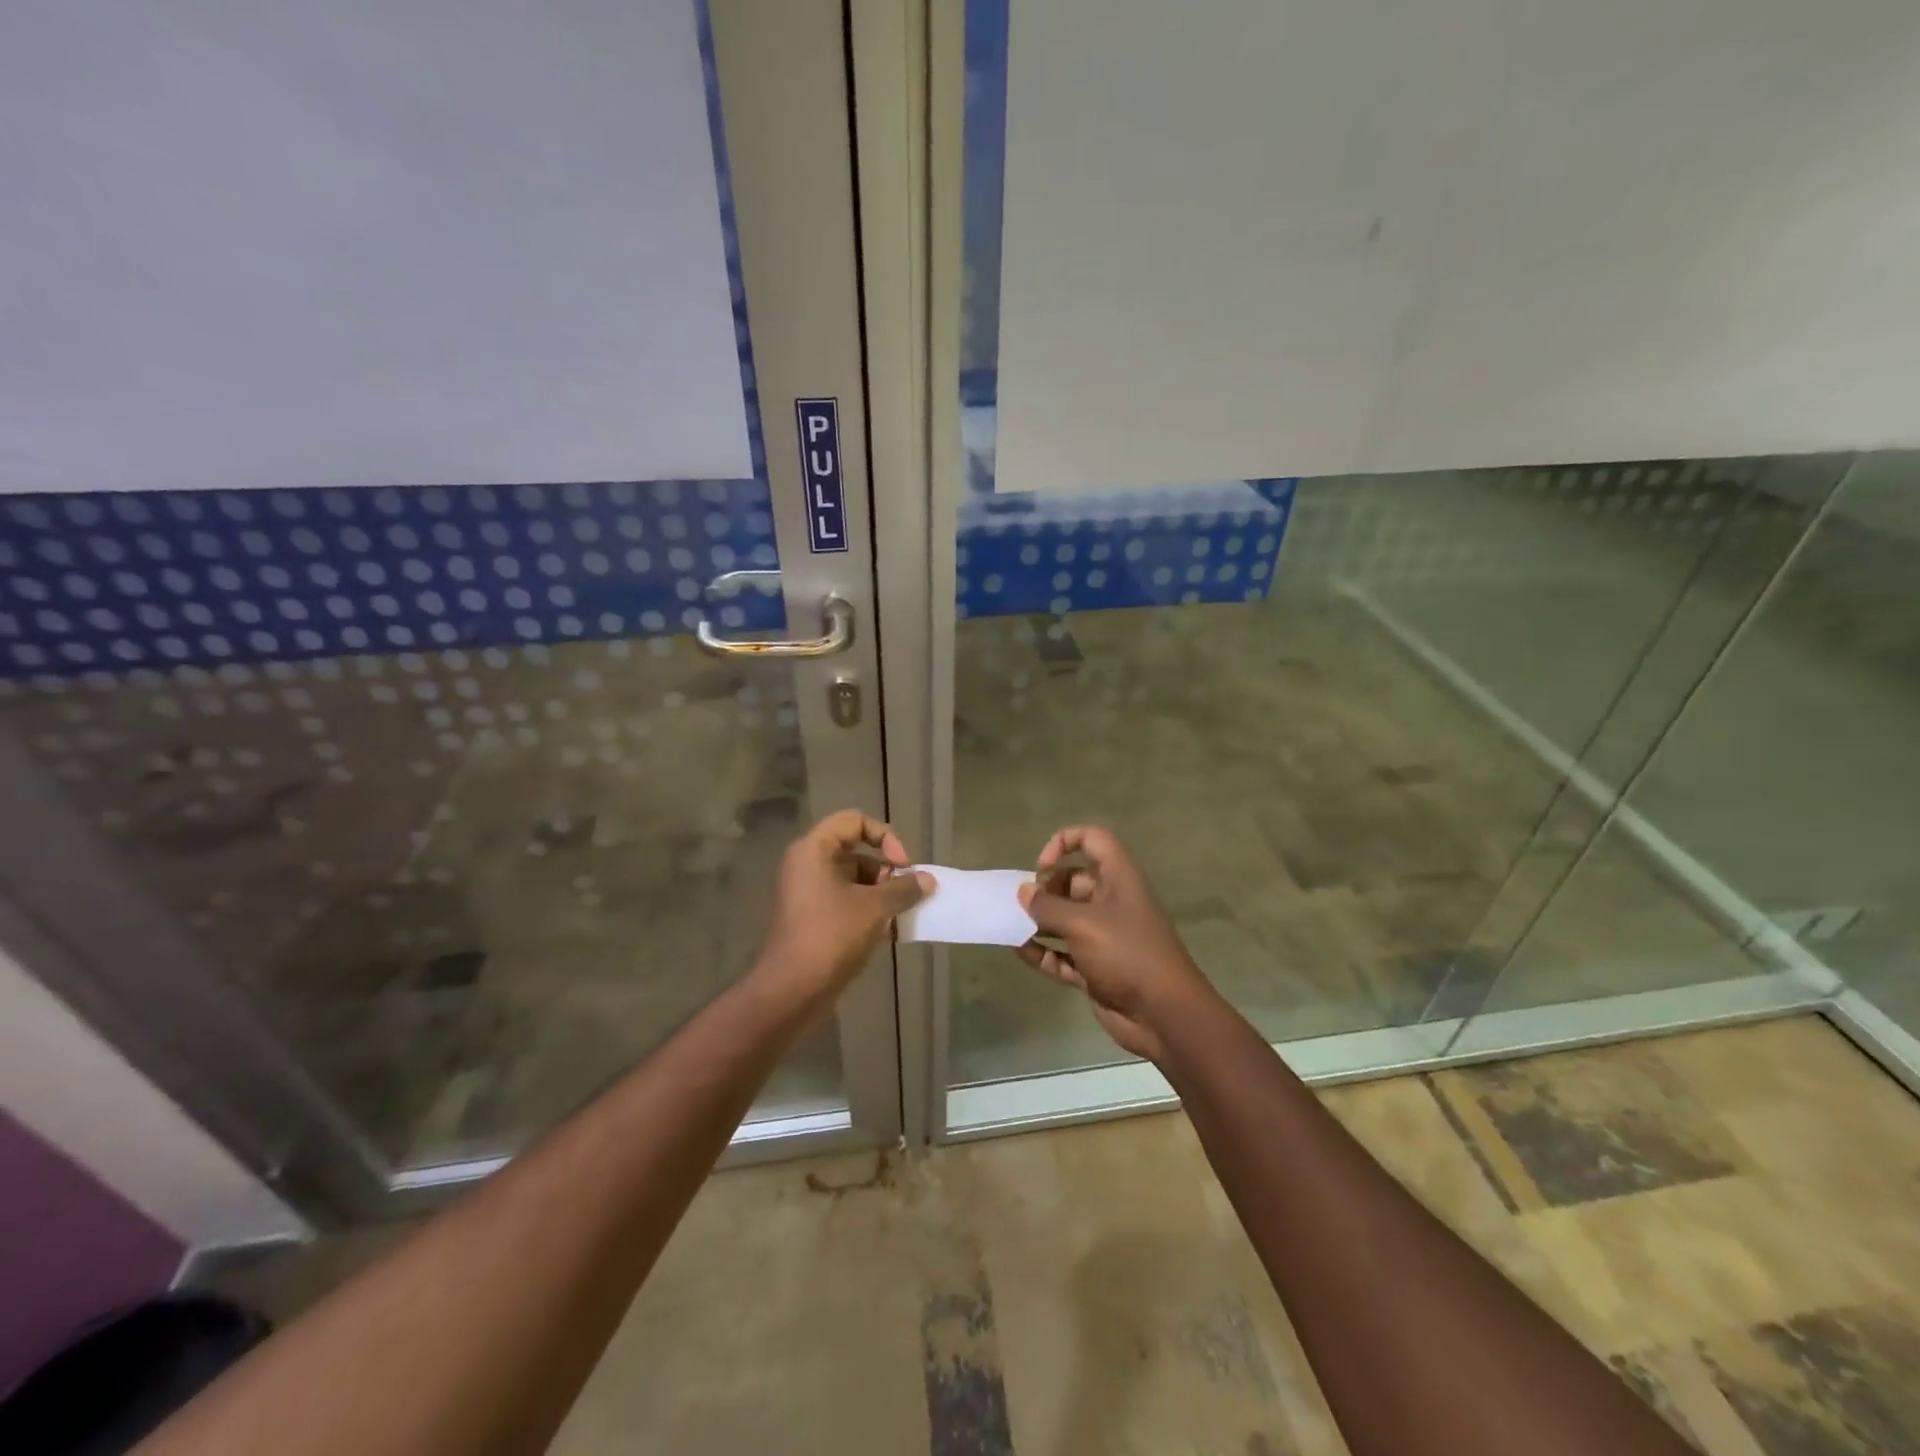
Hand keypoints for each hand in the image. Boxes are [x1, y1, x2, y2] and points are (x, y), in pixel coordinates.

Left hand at [754, 809, 932, 1008]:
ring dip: (882, 893)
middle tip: (906, 893)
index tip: (902, 864)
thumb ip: (903, 889)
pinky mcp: (813, 918)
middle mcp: (808, 865)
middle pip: (855, 851)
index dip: (884, 836)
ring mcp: (808, 893)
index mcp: (814, 850)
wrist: (792, 989)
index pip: (854, 821)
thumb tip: (927, 880)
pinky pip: (846, 901)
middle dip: (886, 870)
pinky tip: (891, 932)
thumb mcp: (874, 908)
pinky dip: (869, 910)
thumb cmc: (831, 936)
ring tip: (902, 915)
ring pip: (853, 879)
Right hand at [1015, 826, 1214, 1062]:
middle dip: (1045, 890)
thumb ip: (1048, 907)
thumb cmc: (1127, 954)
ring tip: (1011, 927)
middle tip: (1024, 905)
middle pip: (1072, 882)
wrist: (1164, 1015)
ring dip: (1039, 923)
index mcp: (1118, 879)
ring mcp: (1103, 937)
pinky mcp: (1095, 968)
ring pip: (1065, 920)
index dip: (1064, 843)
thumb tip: (1024, 892)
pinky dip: (1043, 952)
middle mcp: (1111, 902)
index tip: (1042, 867)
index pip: (1093, 840)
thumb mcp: (1083, 924)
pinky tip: (1021, 952)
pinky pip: (1063, 954)